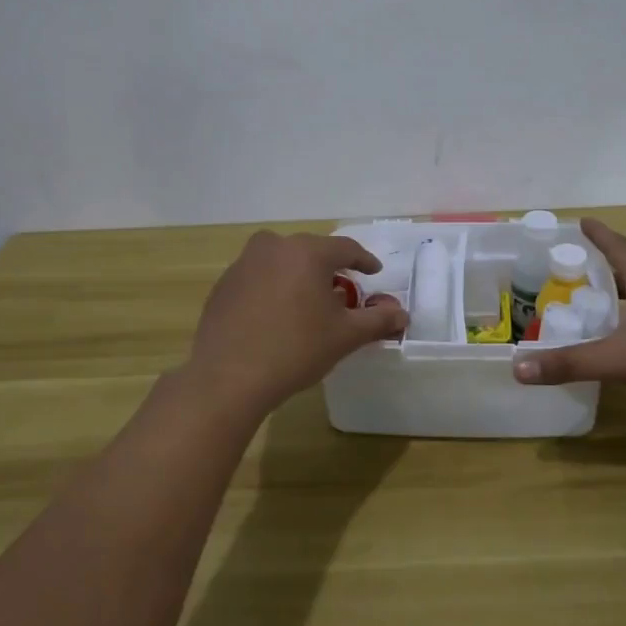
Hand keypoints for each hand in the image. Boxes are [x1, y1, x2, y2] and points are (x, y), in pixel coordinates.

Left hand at [187, 230, 408, 421]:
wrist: (228, 377)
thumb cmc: (296, 349)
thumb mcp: (345, 336)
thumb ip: (377, 320)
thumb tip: (402, 314)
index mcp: (307, 252)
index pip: (346, 248)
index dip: (364, 261)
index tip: (374, 272)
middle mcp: (273, 247)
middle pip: (310, 251)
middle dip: (329, 268)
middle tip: (342, 290)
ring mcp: (243, 264)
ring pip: (281, 261)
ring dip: (298, 275)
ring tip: (307, 301)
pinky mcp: (223, 285)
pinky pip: (258, 277)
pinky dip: (272, 288)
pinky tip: (275, 316)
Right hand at [512, 217, 625, 407]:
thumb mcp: (621, 359)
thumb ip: (572, 364)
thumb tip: (518, 368)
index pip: (619, 249)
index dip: (599, 235)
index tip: (582, 221)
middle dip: (603, 266)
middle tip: (577, 269)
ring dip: (619, 294)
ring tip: (595, 303)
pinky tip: (624, 339)